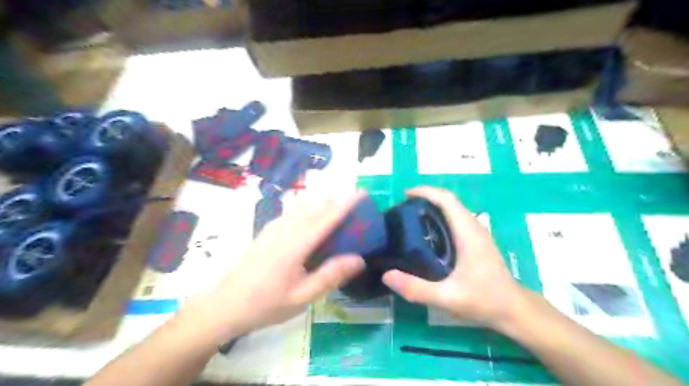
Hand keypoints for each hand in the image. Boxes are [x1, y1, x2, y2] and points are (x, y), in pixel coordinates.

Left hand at [184, 191, 364, 340]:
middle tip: (355, 213)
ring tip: (338, 216)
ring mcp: (274, 226)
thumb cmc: (266, 303)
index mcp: (297, 243)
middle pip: (316, 206)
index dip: (347, 203)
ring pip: (304, 206)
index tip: (363, 193)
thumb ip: (331, 275)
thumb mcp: (302, 297)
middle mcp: (286, 227)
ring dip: (323, 206)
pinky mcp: (268, 230)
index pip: (328, 216)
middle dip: (337, 203)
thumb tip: (359, 259)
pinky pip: (294, 212)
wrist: (225, 304)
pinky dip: (309, 210)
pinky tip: (312, 224)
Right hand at [382, 185, 528, 328]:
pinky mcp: (476, 240)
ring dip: (432, 206)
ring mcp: (477, 233)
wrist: (514, 310)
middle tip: (402, 208)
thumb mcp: (448, 298)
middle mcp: (473, 227)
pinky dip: (439, 217)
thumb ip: (417, 289)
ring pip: (453, 209)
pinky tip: (427, 234)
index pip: (447, 200)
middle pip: (449, 200)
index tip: (404, 194)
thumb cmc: (484, 300)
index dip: (426, 191)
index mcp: (468, 233)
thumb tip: (386, 275)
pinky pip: (455, 219)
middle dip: (425, 197)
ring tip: (410, 218)